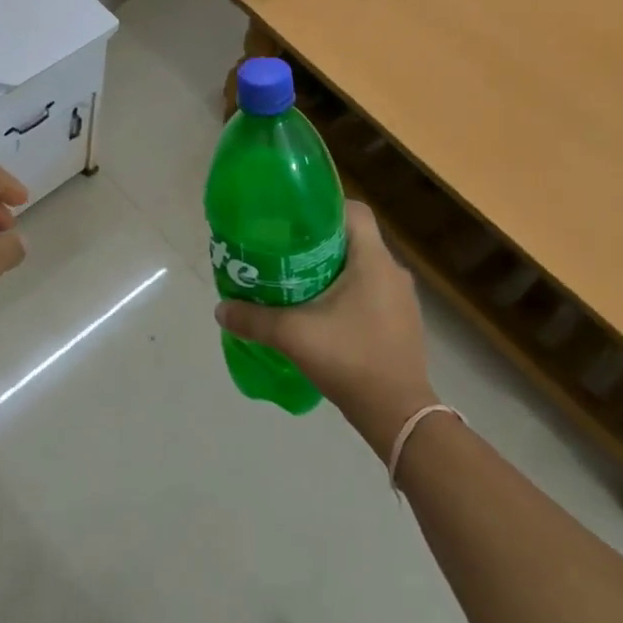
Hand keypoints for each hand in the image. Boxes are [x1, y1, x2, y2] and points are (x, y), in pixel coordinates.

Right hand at [214, 201, 436, 451]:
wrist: (399, 416)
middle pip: (353, 238)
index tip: (293, 219)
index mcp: (373, 259)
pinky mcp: (402, 322)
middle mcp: (393, 271)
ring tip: (298, 279)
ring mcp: (402, 299)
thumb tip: (220, 309)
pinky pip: (371, 291)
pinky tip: (322, 312)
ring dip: (333, 268)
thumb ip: (254, 319)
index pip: (354, 210)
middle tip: (284, 249)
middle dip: (319, 240)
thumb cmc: (350, 360)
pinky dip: (347, 292)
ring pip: (362, 266)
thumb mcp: (293, 336)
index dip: (324, 207)